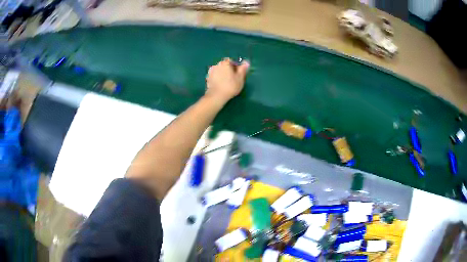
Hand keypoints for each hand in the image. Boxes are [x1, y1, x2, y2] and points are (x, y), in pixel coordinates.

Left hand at [205, 58, 249, 101]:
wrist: (216, 96)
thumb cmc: (230, 86)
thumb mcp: (240, 78)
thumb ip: (243, 69)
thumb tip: (246, 62)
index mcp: (225, 63)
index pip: (231, 61)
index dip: (235, 67)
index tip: (238, 74)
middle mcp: (216, 65)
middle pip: (224, 65)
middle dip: (229, 70)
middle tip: (233, 79)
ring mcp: (211, 71)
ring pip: (219, 71)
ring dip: (223, 74)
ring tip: (226, 83)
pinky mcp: (207, 78)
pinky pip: (215, 76)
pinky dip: (218, 78)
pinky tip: (221, 85)